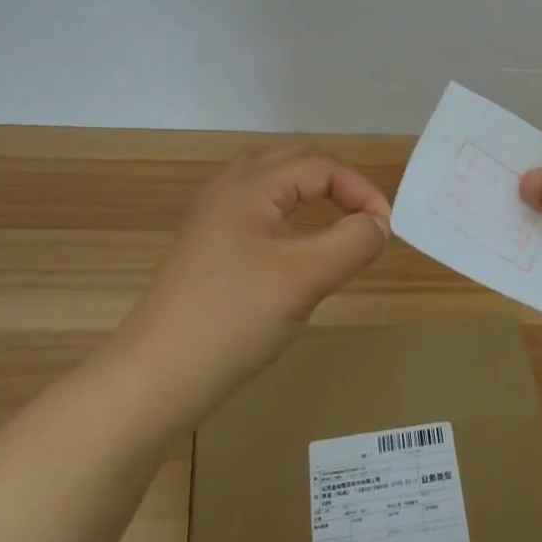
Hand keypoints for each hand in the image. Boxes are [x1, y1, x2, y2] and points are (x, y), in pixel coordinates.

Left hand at [114, 148, 390, 413]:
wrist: (155, 378)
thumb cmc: (234, 319)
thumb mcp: (306, 278)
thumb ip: (352, 242)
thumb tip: (378, 224)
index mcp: (250, 185)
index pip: (321, 166)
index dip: (361, 190)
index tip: (386, 229)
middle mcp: (227, 189)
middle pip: (294, 163)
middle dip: (337, 184)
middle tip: (366, 218)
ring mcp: (211, 217)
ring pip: (272, 184)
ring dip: (310, 194)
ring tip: (336, 220)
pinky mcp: (205, 246)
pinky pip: (256, 210)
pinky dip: (287, 215)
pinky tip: (294, 247)